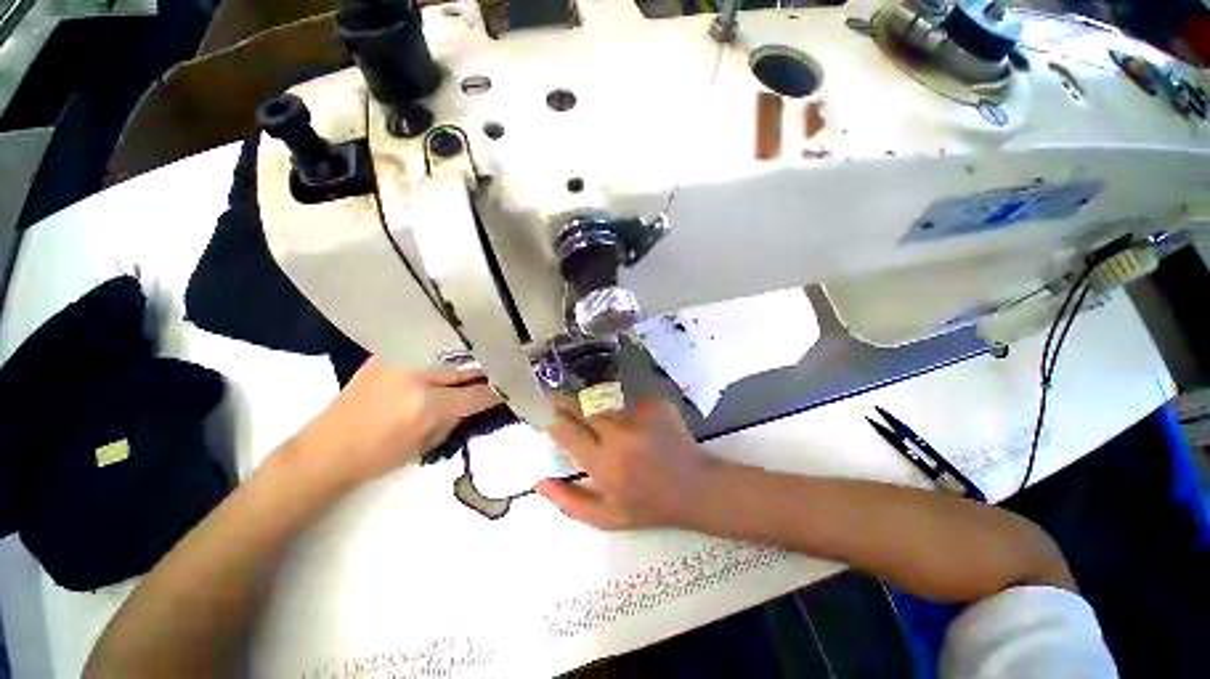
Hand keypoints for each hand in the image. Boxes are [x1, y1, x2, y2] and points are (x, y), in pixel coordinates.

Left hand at [291, 357, 499, 487]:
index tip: (511, 389)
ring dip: (469, 359)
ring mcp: (400, 360)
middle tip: (502, 370)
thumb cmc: (377, 457)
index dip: (497, 392)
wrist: (325, 450)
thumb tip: (475, 401)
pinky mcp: (386, 354)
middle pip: (466, 368)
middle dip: (487, 370)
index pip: (476, 394)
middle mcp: (417, 375)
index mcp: (427, 405)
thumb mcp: (426, 445)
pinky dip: (443, 353)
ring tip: (484, 358)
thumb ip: (455, 418)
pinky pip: (426, 349)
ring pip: (449, 354)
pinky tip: (453, 354)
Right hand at [536, 397, 714, 529]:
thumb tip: (538, 482)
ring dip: (597, 410)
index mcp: (605, 464)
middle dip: (567, 402)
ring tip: (606, 424)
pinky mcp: (656, 404)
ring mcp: (641, 415)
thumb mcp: (606, 517)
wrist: (695, 487)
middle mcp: (620, 434)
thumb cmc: (648, 506)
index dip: (552, 419)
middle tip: (558, 400)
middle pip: (583, 408)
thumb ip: (569, 502)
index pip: (567, 431)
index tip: (543, 412)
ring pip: (604, 403)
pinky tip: (635, 427)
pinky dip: (623, 410)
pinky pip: (627, 401)